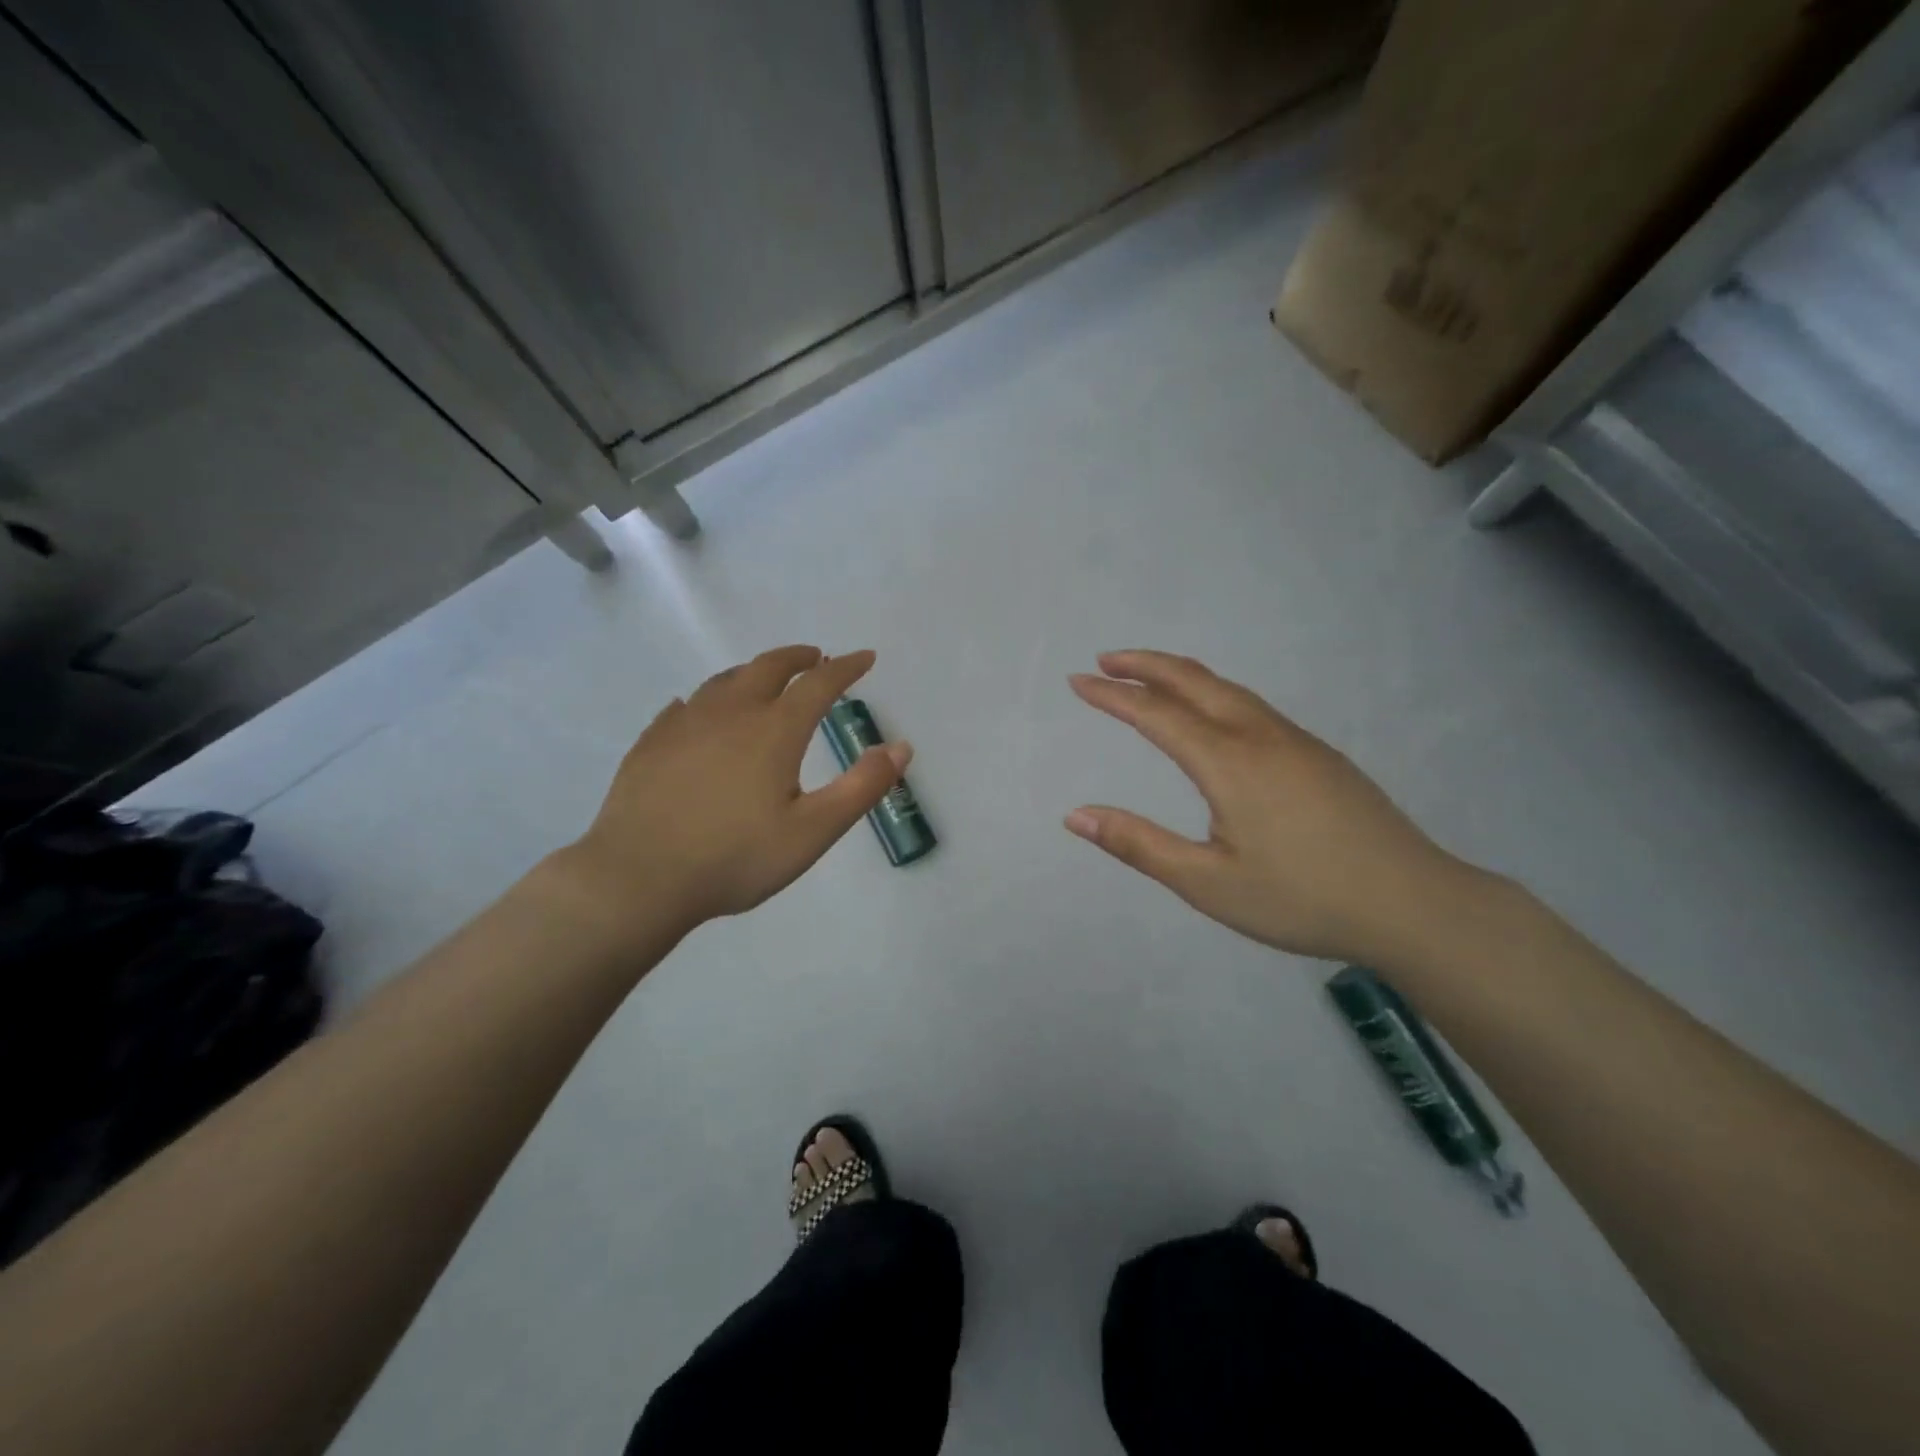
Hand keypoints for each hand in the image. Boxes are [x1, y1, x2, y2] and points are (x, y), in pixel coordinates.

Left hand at [552, 646, 908, 944]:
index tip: (865, 658)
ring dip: (753, 672)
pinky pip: (685, 706)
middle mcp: (730, 713)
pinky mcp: (651, 743)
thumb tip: (902, 747)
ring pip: (724, 681)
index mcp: (775, 730)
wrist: (638, 879)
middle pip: (768, 667)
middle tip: (815, 658)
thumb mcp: (813, 831)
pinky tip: (700, 713)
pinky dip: (707, 700)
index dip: (847, 667)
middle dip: (798, 658)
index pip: (820, 683)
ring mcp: (684, 724)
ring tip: (765, 680)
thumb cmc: (735, 858)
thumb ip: (862, 787)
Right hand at [1066, 651, 1479, 963]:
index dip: (1112, 695)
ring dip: (1180, 674)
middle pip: (1194, 680)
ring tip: (1148, 678)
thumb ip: (1138, 845)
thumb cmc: (1301, 899)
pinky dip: (1213, 692)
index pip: (1156, 713)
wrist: (1414, 904)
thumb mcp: (1207, 883)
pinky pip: (1252, 705)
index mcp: (1228, 762)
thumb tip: (1075, 815)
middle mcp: (1260, 736)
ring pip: (1228, 688)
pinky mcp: (1319, 754)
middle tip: (1105, 660)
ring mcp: (1295, 741)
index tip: (1077, 680)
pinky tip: (1212, 714)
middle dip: (1145, 664)